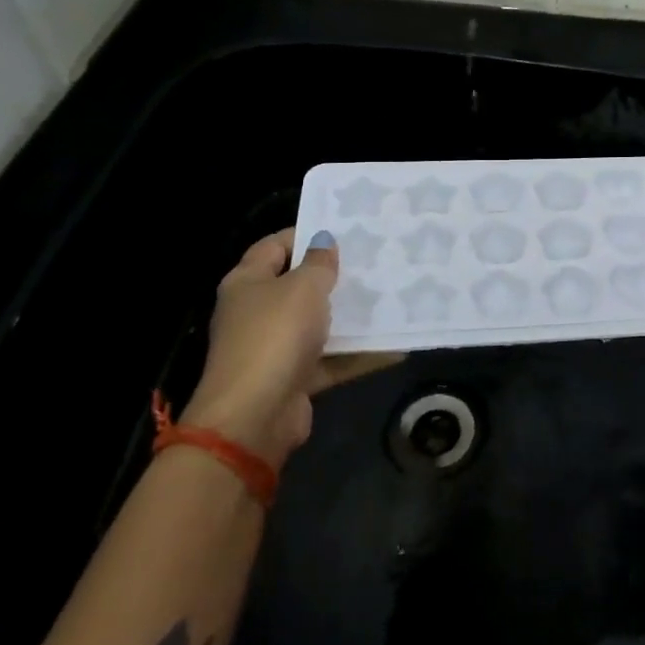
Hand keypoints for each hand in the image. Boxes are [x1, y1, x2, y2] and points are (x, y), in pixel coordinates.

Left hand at [181, 230, 399, 464]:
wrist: (255, 416)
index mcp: (248, 282)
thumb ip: (318, 263)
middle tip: (376, 261)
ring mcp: (275, 347)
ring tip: (391, 297)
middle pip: (298, 286)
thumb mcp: (303, 288)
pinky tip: (396, 345)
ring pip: (318, 324)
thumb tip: (323, 241)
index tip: (344, 229)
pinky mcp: (295, 378)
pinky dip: (359, 354)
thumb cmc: (275, 336)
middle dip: (334, 276)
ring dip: (350, 316)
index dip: (305, 234)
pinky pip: (332, 359)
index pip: (274, 246)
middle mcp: (257, 312)